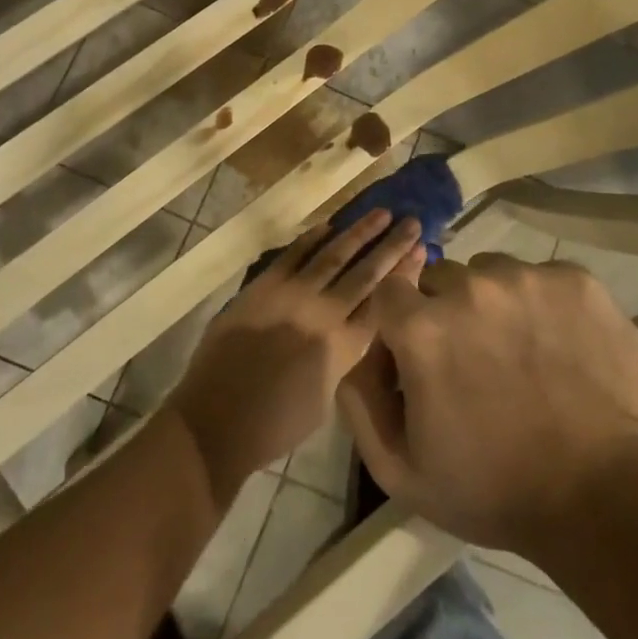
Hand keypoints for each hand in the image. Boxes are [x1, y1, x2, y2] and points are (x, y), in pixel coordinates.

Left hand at [163, 209, 424, 507]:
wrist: (217, 418)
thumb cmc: (274, 425)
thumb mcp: (325, 398)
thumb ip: (342, 357)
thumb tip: (348, 330)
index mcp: (343, 347)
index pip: (382, 302)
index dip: (403, 275)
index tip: (420, 250)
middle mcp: (324, 314)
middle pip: (366, 272)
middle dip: (391, 246)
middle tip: (411, 222)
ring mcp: (292, 295)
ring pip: (334, 254)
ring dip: (359, 232)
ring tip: (381, 212)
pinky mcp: (264, 285)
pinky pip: (294, 254)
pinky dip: (312, 238)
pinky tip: (329, 225)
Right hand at [338, 254, 637, 555]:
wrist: (607, 497)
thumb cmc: (496, 490)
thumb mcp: (401, 470)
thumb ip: (360, 402)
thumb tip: (359, 353)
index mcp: (422, 327)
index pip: (391, 291)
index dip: (402, 322)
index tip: (421, 355)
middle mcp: (470, 286)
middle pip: (442, 279)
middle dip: (447, 312)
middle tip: (475, 360)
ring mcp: (527, 278)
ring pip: (492, 273)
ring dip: (495, 303)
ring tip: (522, 353)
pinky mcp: (576, 280)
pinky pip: (542, 277)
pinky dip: (543, 304)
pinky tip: (561, 347)